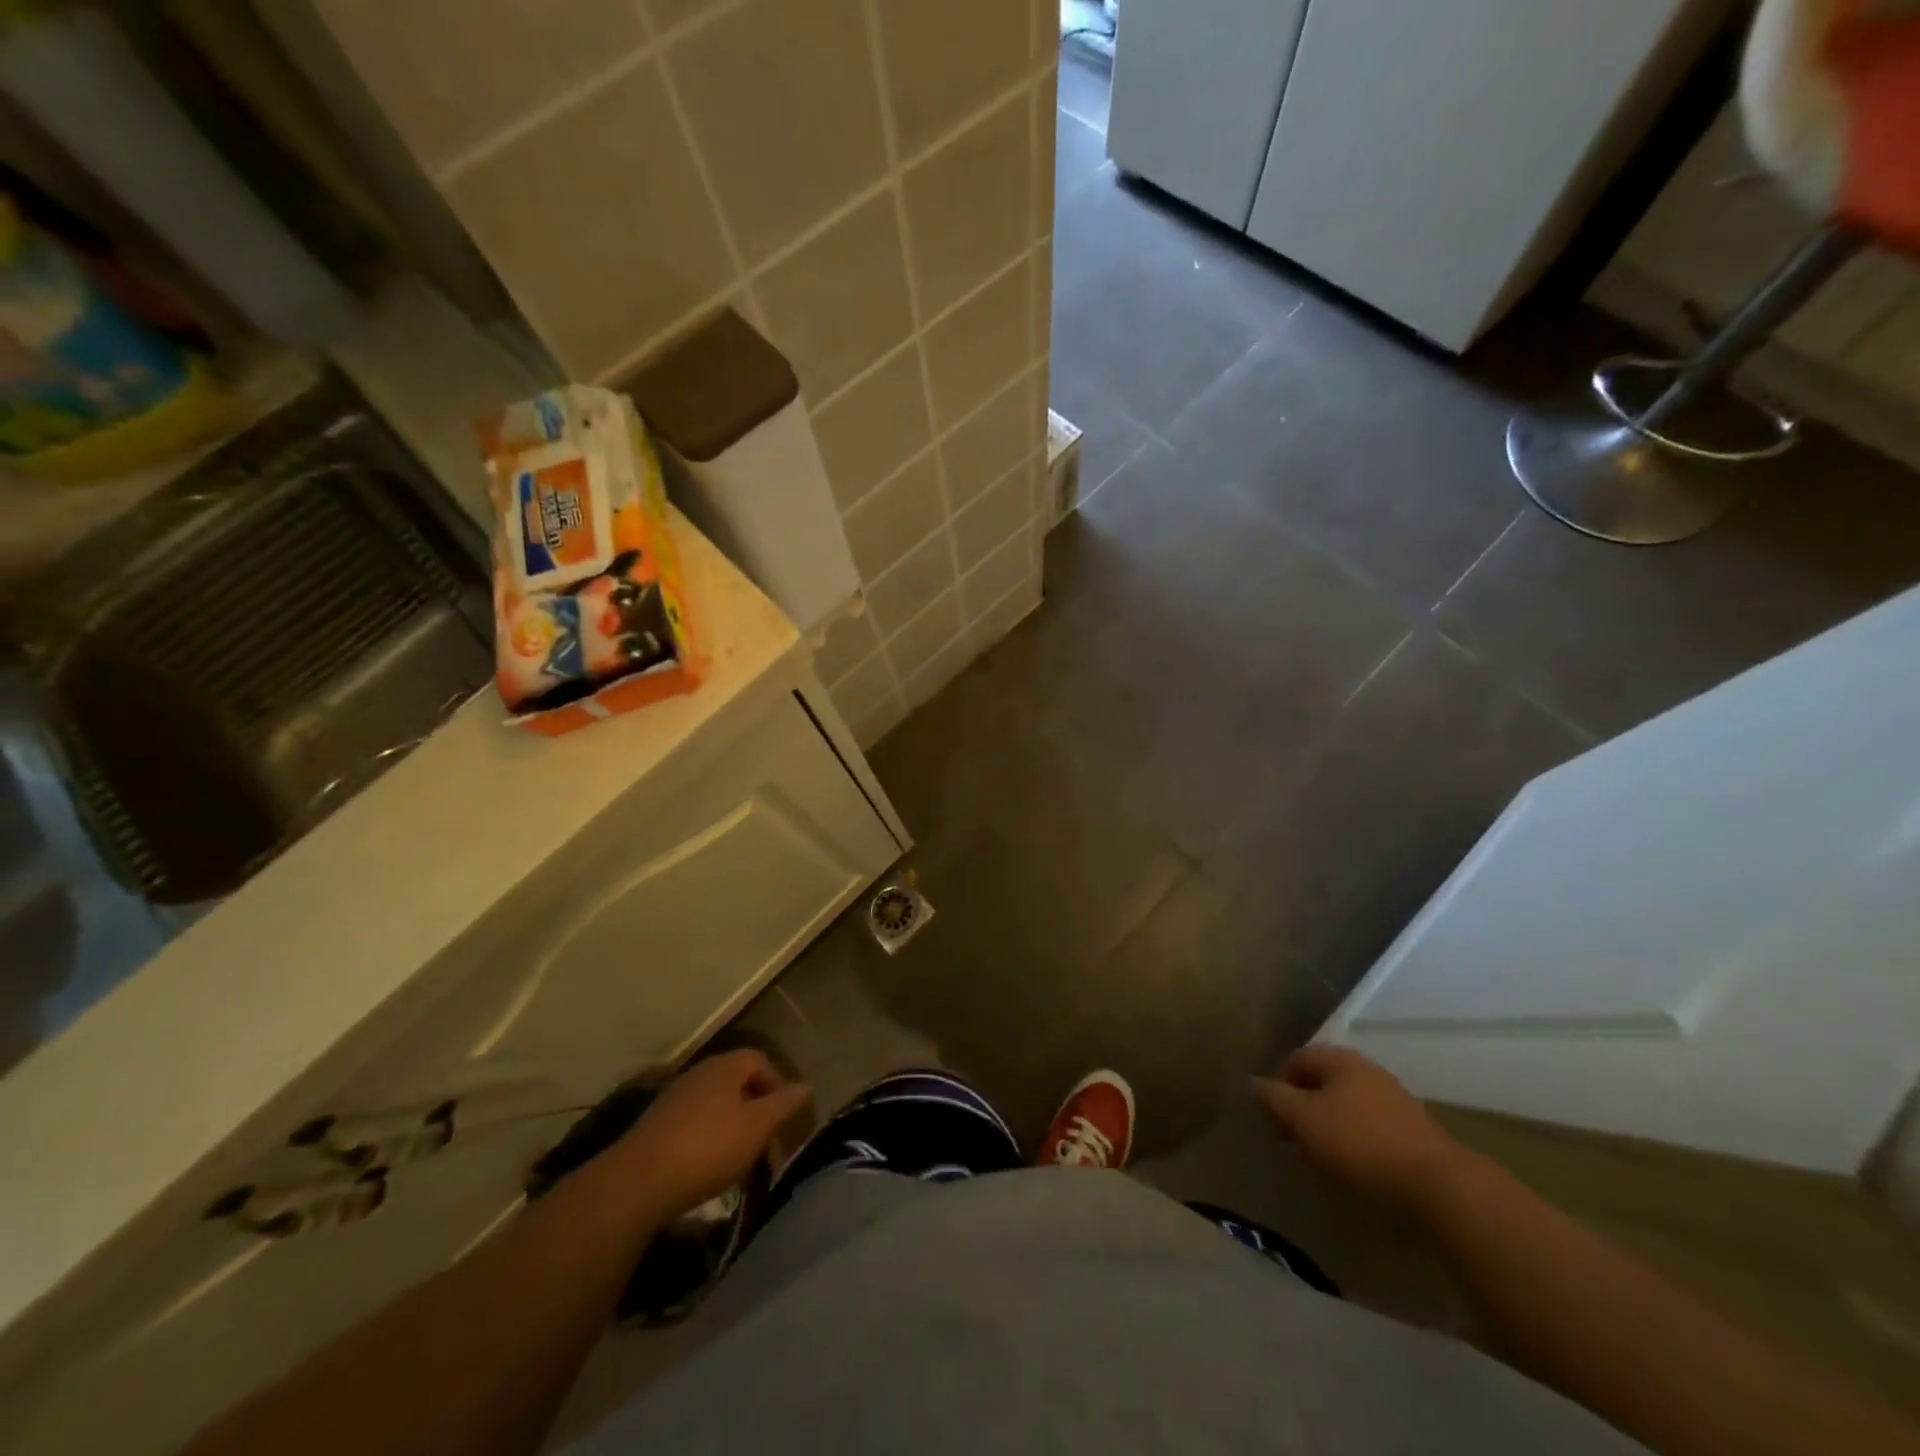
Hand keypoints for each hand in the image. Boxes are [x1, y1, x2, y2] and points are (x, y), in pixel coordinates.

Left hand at [616, 1050, 811, 1218]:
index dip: (777, 1084)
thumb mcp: (758, 1127)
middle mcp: (699, 1073)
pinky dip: (708, 1138)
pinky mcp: (656, 1125)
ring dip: (732, 1125)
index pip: (760, 1060)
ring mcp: (674, 1098)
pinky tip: (708, 1166)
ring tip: (740, 1158)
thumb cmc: (708, 1148)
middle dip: (755, 1107)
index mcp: (725, 1066)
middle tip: (766, 1139)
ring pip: (715, 1104)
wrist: (637, 1182)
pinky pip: (693, 1123)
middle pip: (736, 1081)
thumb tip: (806, 1086)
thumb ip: (784, 1104)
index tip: (785, 1116)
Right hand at [1254, 1045, 1467, 1214]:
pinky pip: (1370, 1127)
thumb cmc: (1359, 1143)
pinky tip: (1352, 1167)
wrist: (1438, 1186)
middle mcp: (1368, 1070)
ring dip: (1327, 1125)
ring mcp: (1394, 1099)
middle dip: (1303, 1107)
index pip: (1298, 1058)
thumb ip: (1274, 1098)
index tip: (1273, 1118)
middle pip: (1323, 1081)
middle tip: (1292, 1139)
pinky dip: (1354, 1141)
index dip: (1279, 1084)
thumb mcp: (1303, 1119)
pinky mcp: (1413, 1131)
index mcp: (1341, 1060)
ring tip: (1319, 1157)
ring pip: (1346, 1105)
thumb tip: (1253, 1082)